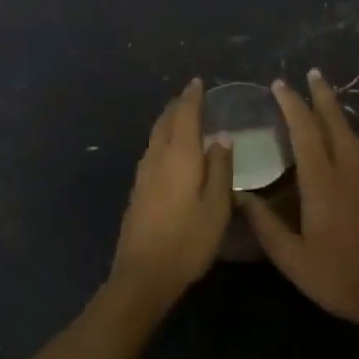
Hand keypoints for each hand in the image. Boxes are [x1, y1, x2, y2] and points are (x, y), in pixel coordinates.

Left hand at [112, 78, 233, 303]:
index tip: (198, 82)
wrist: (143, 275)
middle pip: (165, 122)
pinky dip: (162, 140)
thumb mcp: (217, 206)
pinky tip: (169, 151)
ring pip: (155, 137)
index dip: (192, 98)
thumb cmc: (188, 240)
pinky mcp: (137, 191)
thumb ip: (220, 169)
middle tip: (190, 95)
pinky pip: (151, 152)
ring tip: (180, 117)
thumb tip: (221, 137)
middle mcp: (157, 158)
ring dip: (168, 121)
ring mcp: (143, 175)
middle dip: (177, 106)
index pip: (185, 116)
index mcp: (179, 156)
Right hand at [240, 71, 358, 332]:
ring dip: (337, 114)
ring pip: (352, 137)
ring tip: (325, 100)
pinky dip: (346, 137)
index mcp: (323, 184)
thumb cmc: (338, 277)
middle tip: (313, 73)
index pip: (306, 132)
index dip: (293, 105)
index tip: (281, 84)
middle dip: (323, 97)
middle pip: (336, 125)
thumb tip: (240, 195)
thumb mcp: (292, 258)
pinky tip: (340, 144)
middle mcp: (349, 174)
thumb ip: (265, 224)